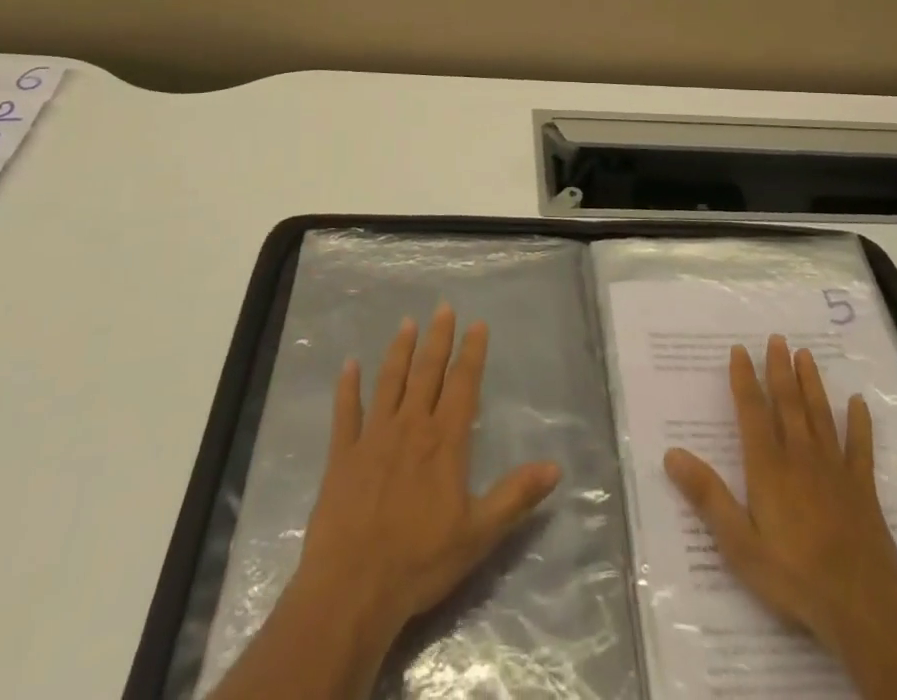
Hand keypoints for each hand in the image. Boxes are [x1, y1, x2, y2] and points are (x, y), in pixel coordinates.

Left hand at [215, 305, 561, 699]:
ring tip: (407, 323)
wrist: (352, 588)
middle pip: (427, 372)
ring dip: (399, 351)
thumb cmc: (420, 561)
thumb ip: (515, 495)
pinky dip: (347, 387)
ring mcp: (373, 438)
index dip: (472, 353)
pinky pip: (345, 413)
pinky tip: (349, 365)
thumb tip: (555, 467)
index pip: (463, 385)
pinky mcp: (342, 456)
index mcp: (444, 441)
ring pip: (389, 382)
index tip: (477, 324)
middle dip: (438, 338)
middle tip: (443, 307)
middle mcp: (410, 427)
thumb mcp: (479, 533)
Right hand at [664, 336, 896, 699]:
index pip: (752, 411)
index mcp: (768, 466)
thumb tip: (671, 454)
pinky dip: (859, 423)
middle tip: (777, 339)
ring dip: (811, 383)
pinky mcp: (862, 487)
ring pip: (820, 415)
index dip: (744, 379)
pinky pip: (860, 447)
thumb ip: (707, 496)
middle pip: (788, 403)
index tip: (739, 350)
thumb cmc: (793, 575)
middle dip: (780, 369)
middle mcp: (800, 456)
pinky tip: (858, 402)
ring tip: (805, 355)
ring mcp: (834, 468)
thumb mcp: (739, 543)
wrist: (861, 604)